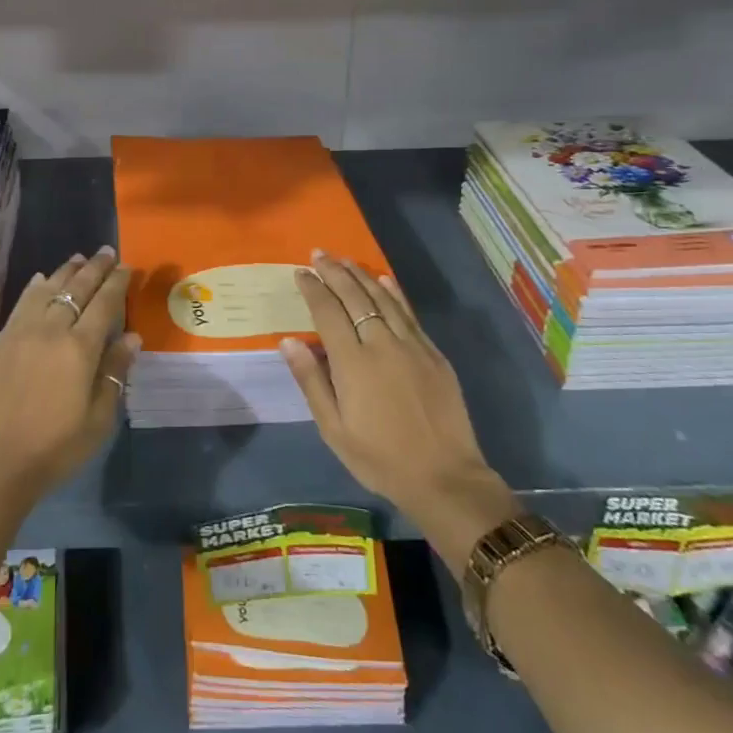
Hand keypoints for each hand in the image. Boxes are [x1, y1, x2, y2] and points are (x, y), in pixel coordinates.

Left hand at [0, 247, 138, 515]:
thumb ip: (114, 374)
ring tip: (78, 258)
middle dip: (94, 268)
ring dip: (65, 271)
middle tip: (107, 252)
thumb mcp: (97, 420)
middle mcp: (51, 331)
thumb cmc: (53, 449)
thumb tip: (131, 337)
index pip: (104, 304)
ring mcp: (21, 333)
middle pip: (76, 290)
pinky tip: (41, 280)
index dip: (117, 283)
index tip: (127, 266)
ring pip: (47, 290)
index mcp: (80, 349)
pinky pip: (21, 304)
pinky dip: (35, 287)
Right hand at [281, 251, 516, 572]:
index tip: (301, 272)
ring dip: (362, 276)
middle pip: (355, 297)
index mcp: (352, 362)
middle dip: (334, 273)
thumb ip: (311, 381)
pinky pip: (410, 314)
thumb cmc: (379, 458)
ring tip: (345, 260)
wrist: (444, 478)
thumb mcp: (333, 429)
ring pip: (383, 299)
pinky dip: (395, 293)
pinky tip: (385, 280)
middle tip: (319, 254)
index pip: (327, 312)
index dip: (312, 289)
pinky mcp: (433, 354)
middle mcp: (381, 344)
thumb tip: (289, 341)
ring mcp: (412, 346)